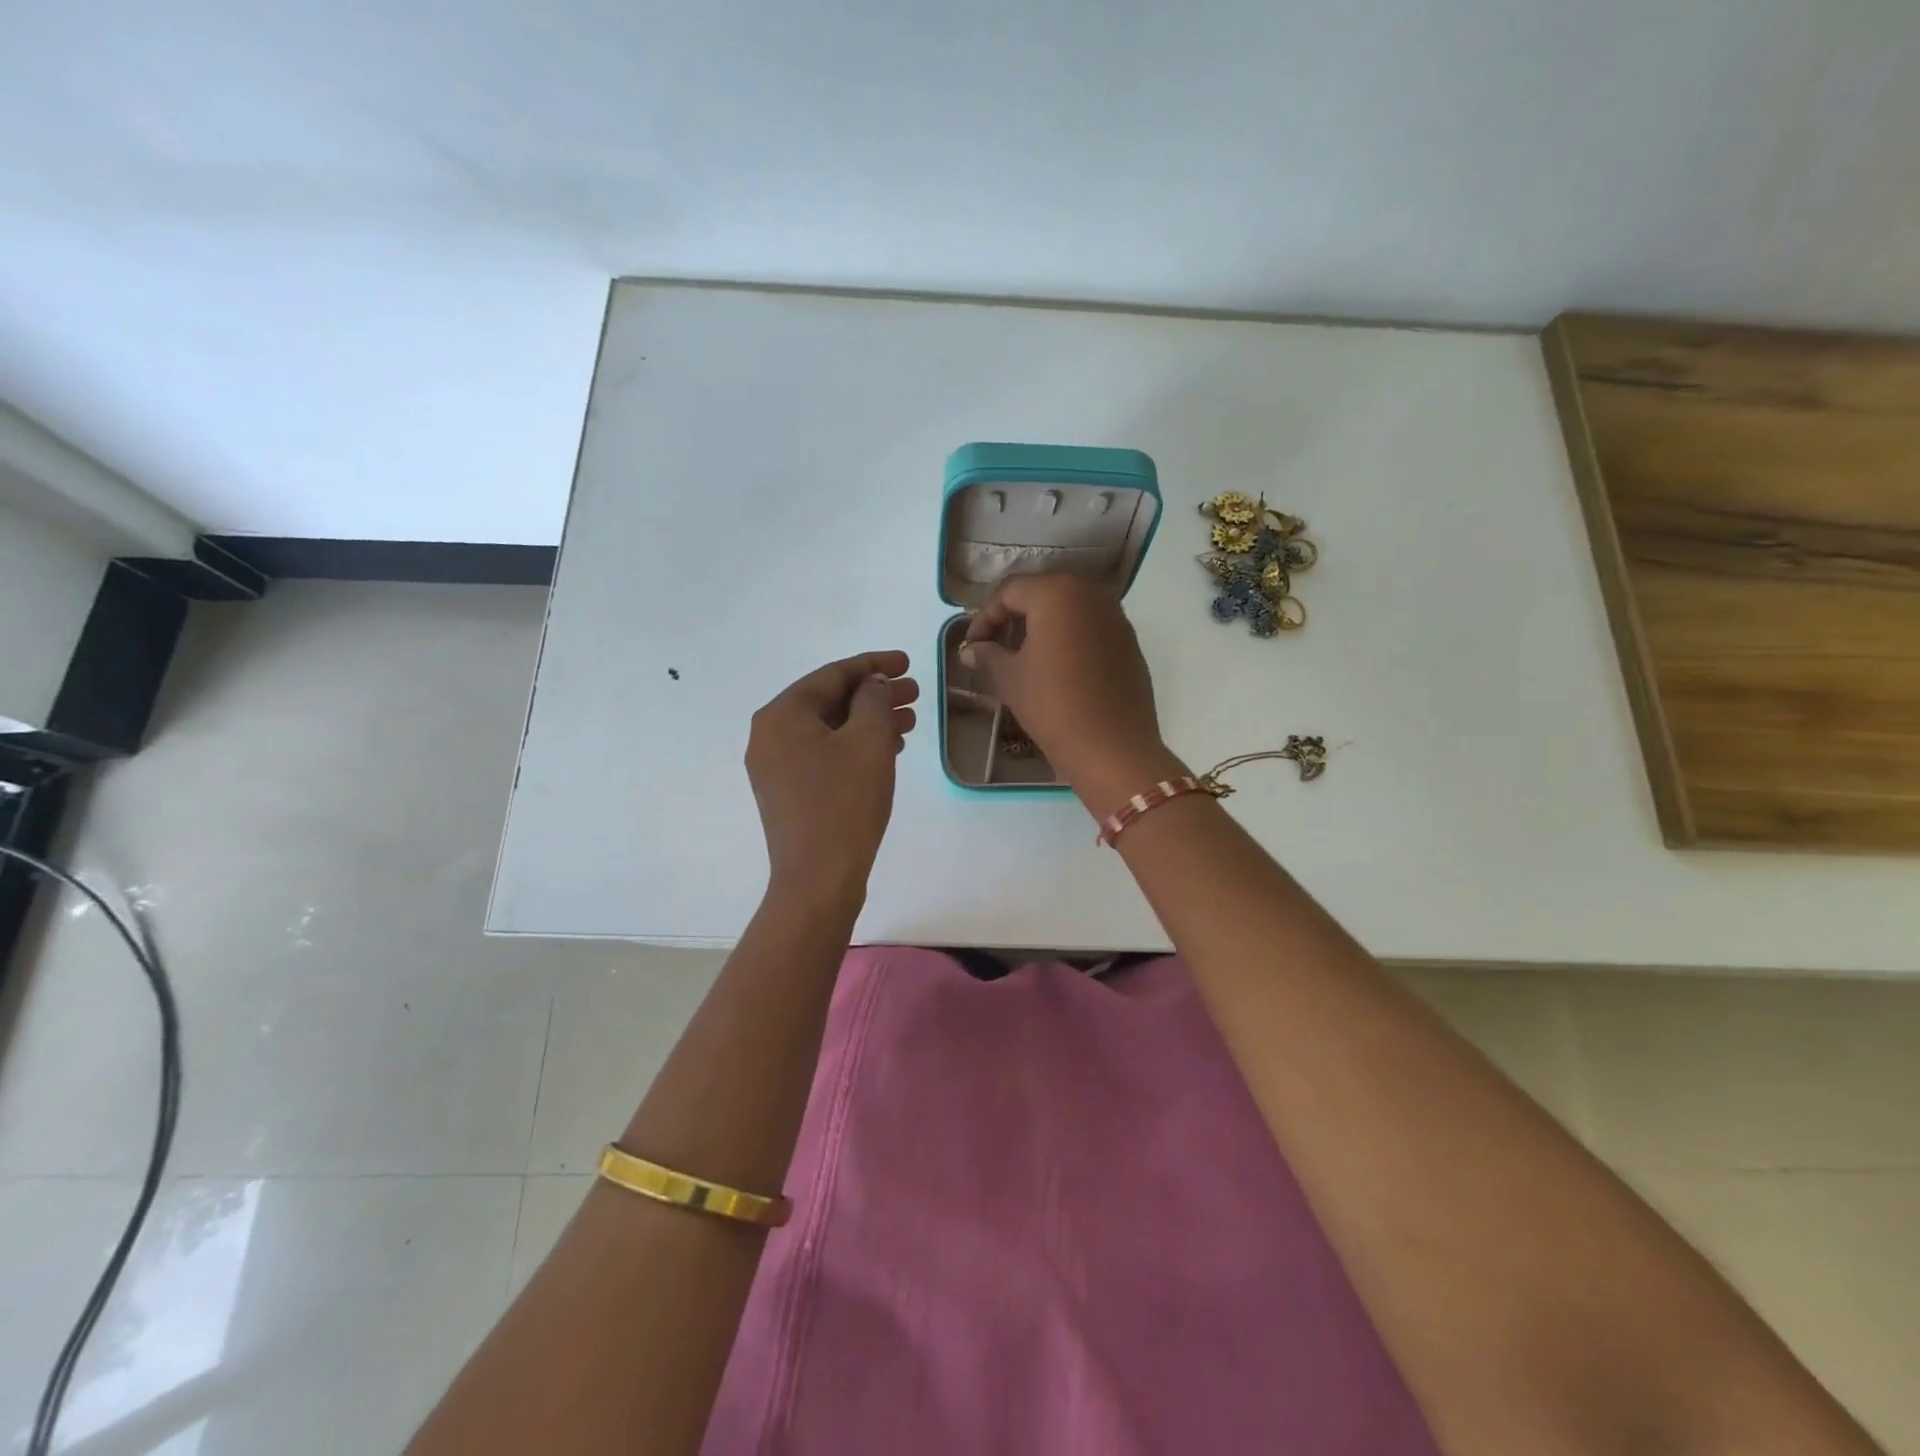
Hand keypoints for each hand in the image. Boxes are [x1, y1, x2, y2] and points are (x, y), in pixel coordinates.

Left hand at [746, 650, 917, 905]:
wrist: (818, 879)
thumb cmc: (844, 802)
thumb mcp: (868, 741)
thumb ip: (874, 700)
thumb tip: (873, 684)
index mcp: (782, 715)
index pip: (832, 674)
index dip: (874, 664)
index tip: (908, 663)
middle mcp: (770, 735)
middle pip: (829, 701)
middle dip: (874, 694)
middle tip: (915, 693)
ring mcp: (777, 767)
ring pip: (830, 729)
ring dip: (869, 721)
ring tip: (910, 721)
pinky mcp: (789, 793)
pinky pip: (825, 754)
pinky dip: (856, 746)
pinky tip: (889, 749)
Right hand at [959, 574, 1179, 801]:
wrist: (1113, 749)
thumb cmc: (1053, 705)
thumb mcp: (1010, 679)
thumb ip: (987, 656)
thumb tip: (970, 650)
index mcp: (1057, 593)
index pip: (1009, 592)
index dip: (984, 617)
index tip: (972, 647)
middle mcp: (1090, 594)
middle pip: (1041, 595)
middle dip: (1013, 619)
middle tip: (994, 648)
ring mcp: (1115, 618)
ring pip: (1068, 612)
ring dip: (1041, 629)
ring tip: (1022, 660)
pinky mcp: (1129, 643)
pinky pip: (1089, 630)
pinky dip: (1068, 641)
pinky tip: (1056, 671)